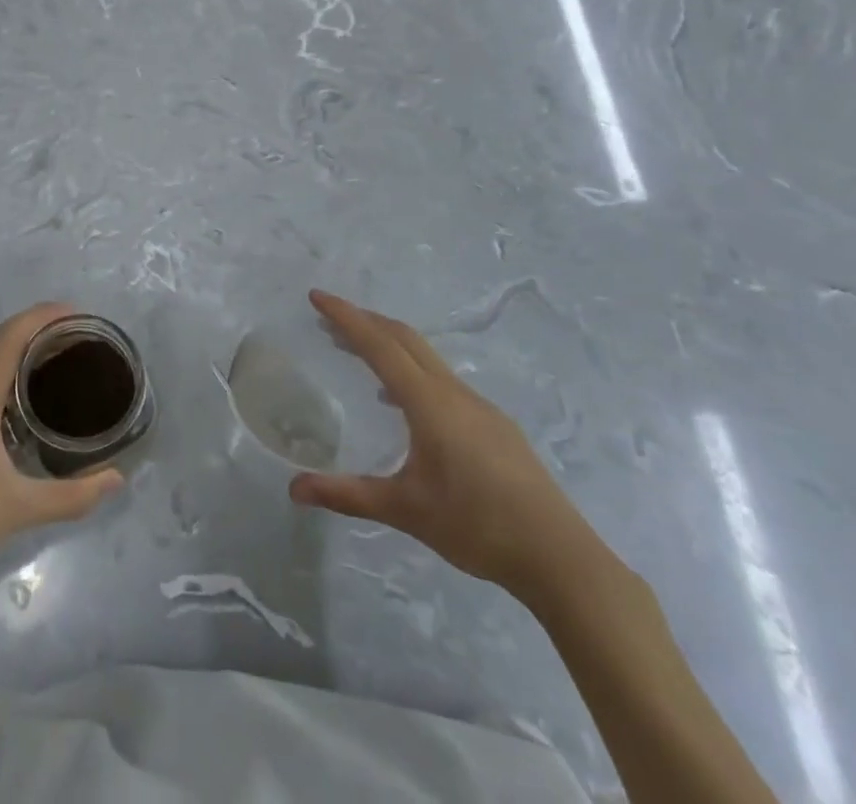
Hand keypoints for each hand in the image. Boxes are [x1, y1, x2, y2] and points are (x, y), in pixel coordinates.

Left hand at [0, 303, 124, 589]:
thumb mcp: (19, 508)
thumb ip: (71, 495)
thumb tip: (116, 479)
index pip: (11, 335)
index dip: (43, 315)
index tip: (77, 315)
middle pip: (4, 348)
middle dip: (42, 339)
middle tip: (82, 348)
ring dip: (24, 364)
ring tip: (61, 376)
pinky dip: (8, 387)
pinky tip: (24, 417)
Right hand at [288, 290, 597, 602]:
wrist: (561, 558)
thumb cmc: (477, 527)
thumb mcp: (405, 510)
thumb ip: (348, 495)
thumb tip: (293, 490)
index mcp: (430, 403)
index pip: (379, 345)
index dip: (345, 317)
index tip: (317, 296)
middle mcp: (454, 393)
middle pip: (404, 339)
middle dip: (365, 321)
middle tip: (329, 319)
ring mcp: (480, 407)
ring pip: (426, 358)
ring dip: (389, 345)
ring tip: (358, 354)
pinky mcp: (496, 425)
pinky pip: (443, 380)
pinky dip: (412, 371)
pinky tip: (404, 405)